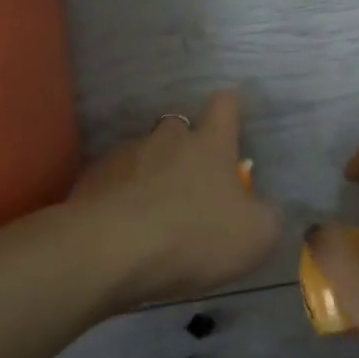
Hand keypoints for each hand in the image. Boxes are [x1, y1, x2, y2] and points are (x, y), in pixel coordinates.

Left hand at [71, 90, 281, 309]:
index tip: (232, 111)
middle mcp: (167, 139)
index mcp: (210, 144)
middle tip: (190, 178)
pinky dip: (118, 196)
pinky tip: (120, 225)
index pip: (224, 106)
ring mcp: (124, 156)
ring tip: (150, 209)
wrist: (111, 251)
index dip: (230, 107)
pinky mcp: (92, 180)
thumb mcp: (256, 236)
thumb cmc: (194, 236)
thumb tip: (263, 207)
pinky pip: (111, 181)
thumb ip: (266, 215)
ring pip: (142, 154)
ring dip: (148, 173)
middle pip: (178, 127)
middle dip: (183, 145)